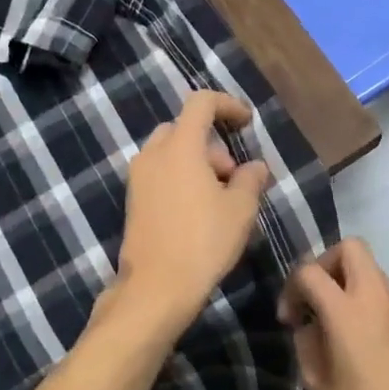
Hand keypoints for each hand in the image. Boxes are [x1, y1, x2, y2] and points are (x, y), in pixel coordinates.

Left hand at [111, 91, 270, 338]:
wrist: (157, 287)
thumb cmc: (204, 241)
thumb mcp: (240, 209)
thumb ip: (250, 179)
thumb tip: (255, 166)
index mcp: (180, 146)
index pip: (201, 102)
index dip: (228, 105)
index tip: (247, 123)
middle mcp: (153, 154)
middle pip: (184, 128)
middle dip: (213, 144)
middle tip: (234, 176)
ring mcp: (138, 179)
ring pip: (171, 153)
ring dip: (198, 163)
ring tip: (221, 199)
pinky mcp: (133, 202)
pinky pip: (160, 174)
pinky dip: (181, 179)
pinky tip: (200, 212)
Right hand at [279, 239, 388, 389]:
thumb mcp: (317, 382)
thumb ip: (307, 342)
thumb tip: (308, 326)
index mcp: (346, 311)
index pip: (310, 271)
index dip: (292, 288)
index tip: (289, 318)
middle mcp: (375, 298)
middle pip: (350, 247)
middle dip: (325, 263)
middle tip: (314, 297)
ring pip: (370, 267)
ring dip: (346, 280)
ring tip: (332, 318)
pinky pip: (382, 291)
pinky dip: (363, 298)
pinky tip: (355, 334)